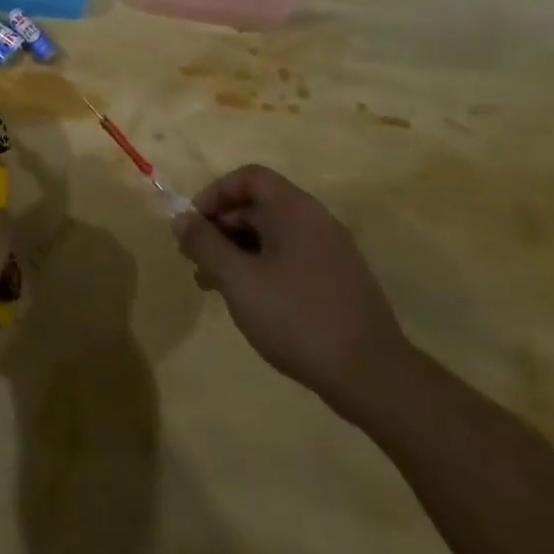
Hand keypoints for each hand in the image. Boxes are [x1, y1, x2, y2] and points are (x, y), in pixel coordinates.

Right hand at [172, 164, 409, 413]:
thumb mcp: (238, 279)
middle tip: (195, 258)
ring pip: (271, 235)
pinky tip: (245, 299)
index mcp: (296, 211)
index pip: (249, 177)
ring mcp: (330, 252)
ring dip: (235, 251)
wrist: (372, 376)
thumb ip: (205, 244)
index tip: (193, 225)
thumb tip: (180, 218)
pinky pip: (288, 258)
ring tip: (210, 283)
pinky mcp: (336, 280)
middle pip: (258, 205)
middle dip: (220, 226)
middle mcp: (317, 222)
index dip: (214, 194)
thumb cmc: (296, 317)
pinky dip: (259, 267)